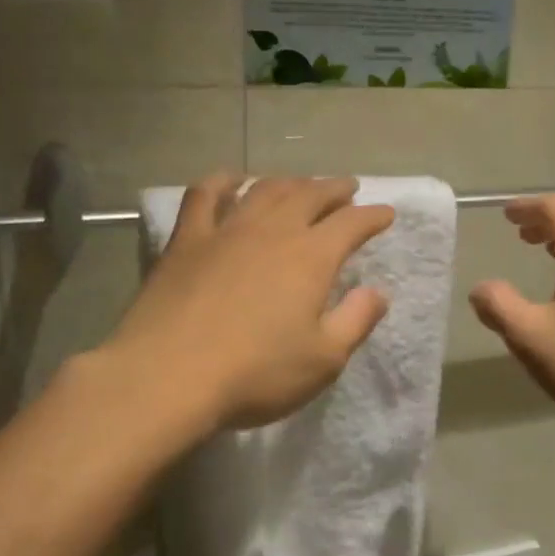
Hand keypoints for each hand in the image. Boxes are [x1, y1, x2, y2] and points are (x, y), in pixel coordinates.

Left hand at [108, 174, 395, 430]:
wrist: (168, 375)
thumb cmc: (255, 373)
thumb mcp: (323, 360)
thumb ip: (355, 321)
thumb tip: (378, 292)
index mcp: (311, 258)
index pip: (351, 224)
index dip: (372, 216)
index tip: (386, 213)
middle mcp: (272, 231)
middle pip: (310, 195)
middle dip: (334, 189)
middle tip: (347, 188)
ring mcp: (226, 230)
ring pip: (264, 189)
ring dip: (289, 182)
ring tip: (301, 184)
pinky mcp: (186, 239)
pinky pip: (205, 195)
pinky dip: (223, 181)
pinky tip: (231, 180)